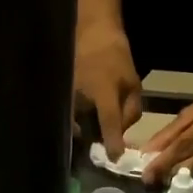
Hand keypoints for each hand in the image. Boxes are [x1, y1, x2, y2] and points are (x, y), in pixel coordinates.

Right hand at [73, 22, 141, 158]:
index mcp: (103, 94)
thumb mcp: (133, 83)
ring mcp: (67, 97)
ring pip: (76, 125)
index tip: (115, 159)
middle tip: (106, 140)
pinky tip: (83, 116)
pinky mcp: (60, 96)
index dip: (112, 143)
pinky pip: (69, 116)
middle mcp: (81, 99)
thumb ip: (131, 111)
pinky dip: (77, 120)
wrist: (90, 34)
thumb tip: (123, 132)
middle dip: (97, 138)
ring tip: (94, 126)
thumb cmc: (115, 57)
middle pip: (88, 131)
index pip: (109, 124)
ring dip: (86, 129)